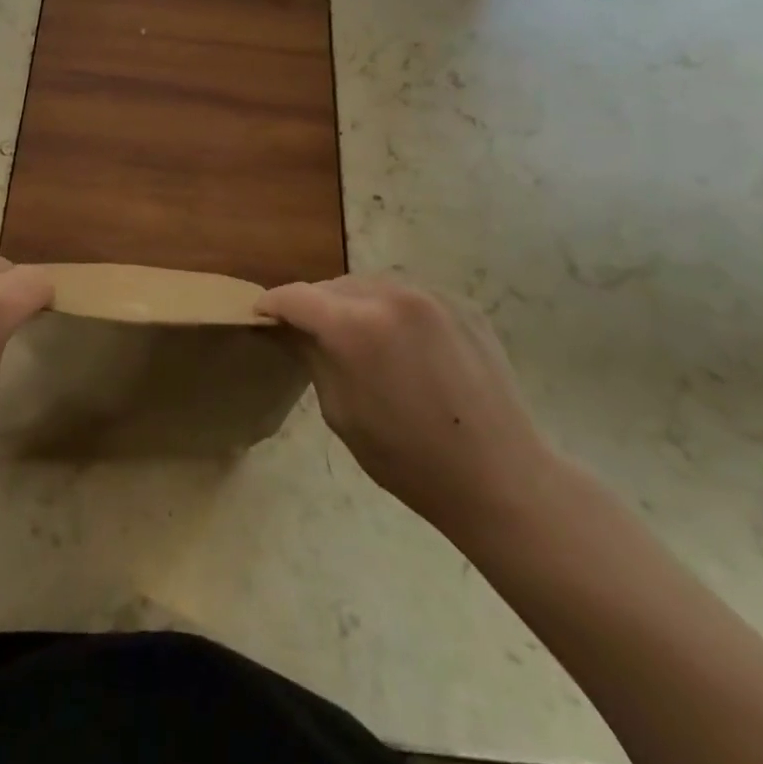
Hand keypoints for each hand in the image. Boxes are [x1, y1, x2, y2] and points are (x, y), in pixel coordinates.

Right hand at [257, 276, 563, 542]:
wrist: (501, 478)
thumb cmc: (409, 459)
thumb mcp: (341, 412)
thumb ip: (313, 357)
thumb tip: (295, 328)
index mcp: (354, 326)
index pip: (296, 296)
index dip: (272, 304)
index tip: (261, 315)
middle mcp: (390, 296)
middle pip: (333, 286)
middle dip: (315, 306)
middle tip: (310, 333)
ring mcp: (430, 295)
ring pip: (371, 285)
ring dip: (354, 304)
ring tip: (358, 337)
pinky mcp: (460, 304)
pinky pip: (408, 295)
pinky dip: (392, 310)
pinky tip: (402, 344)